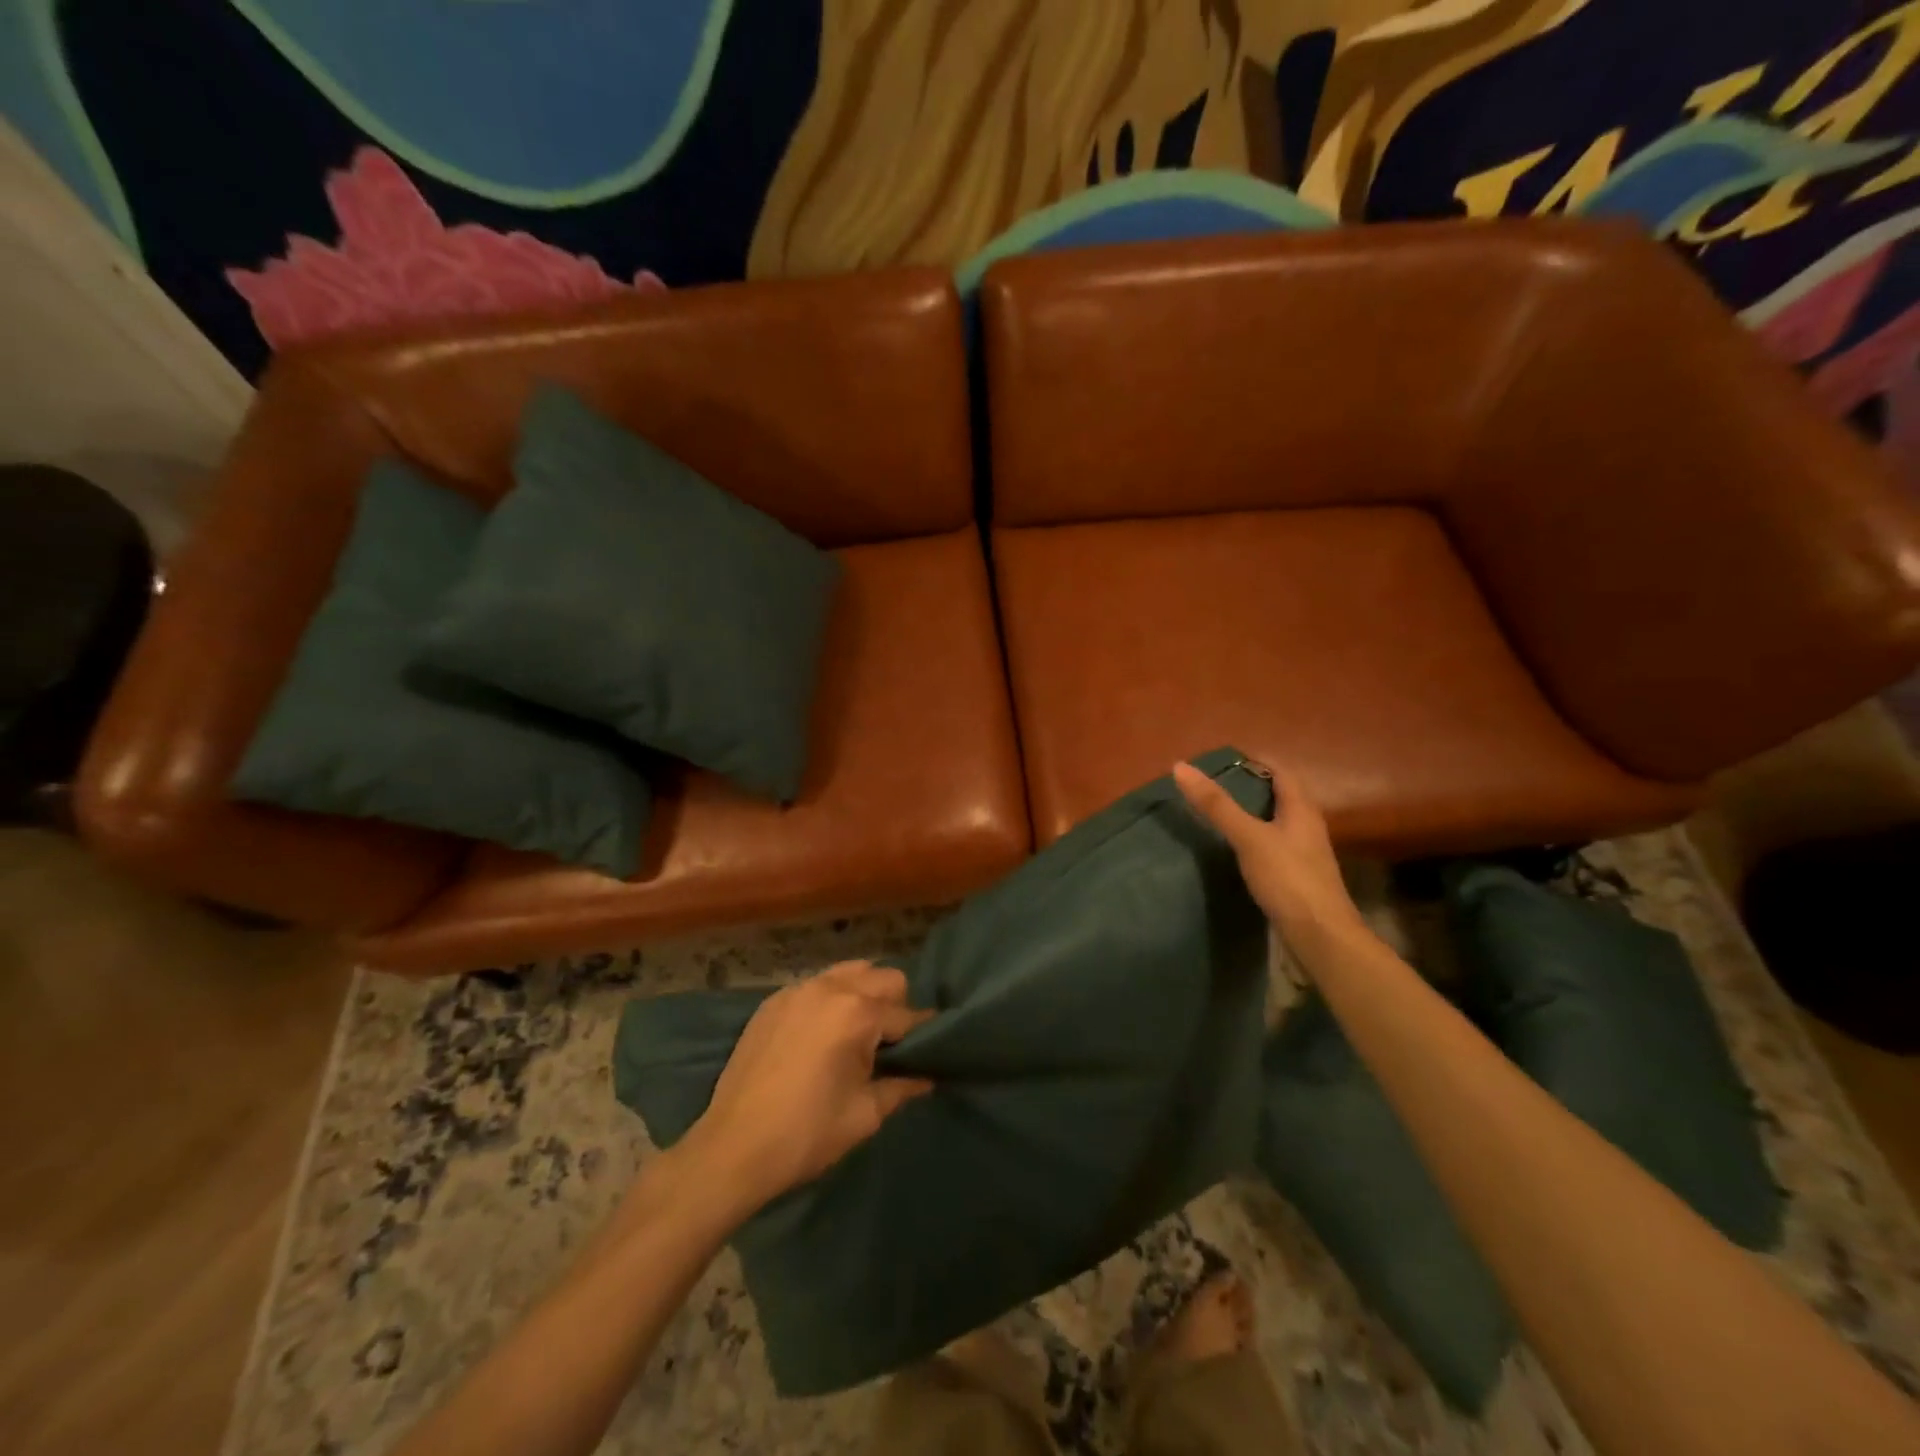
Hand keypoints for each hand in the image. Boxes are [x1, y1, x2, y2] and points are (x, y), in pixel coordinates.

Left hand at [684, 961, 934, 1215]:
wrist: (733, 1148)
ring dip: (863, 995)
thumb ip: (901, 1088)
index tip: (927, 1052)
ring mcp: (797, 990)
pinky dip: (829, 1000)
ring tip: (855, 1034)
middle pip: (883, 977)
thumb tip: (927, 1077)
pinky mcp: (773, 1001)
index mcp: (858, 1013)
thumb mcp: (864, 1115)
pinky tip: (820, 1036)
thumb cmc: (807, 1134)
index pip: (907, 1015)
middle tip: (887, 1046)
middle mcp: (830, 988)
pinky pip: (816, 985)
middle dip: (895, 1006)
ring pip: (849, 972)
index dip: (921, 1036)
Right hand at [1173, 760, 1365, 958]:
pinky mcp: (1297, 876)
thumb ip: (1216, 805)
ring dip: (1252, 814)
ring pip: (1277, 822)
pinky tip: (1235, 850)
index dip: (1255, 762)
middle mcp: (1307, 826)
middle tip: (1214, 786)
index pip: (1281, 772)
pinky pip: (1274, 846)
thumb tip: (1181, 767)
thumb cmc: (1288, 878)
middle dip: (1250, 788)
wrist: (1321, 936)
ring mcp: (1304, 853)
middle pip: (1280, 796)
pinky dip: (1254, 839)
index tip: (1223, 762)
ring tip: (1218, 814)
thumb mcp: (1248, 837)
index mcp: (1301, 809)